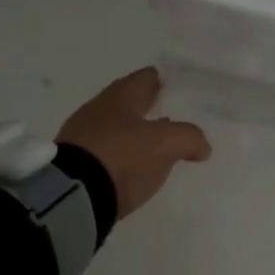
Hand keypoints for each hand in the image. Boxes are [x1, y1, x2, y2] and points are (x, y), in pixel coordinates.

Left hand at [58, 67, 210, 218]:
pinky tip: (138, 165)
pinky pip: (110, 152)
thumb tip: (202, 146)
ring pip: (119, 127)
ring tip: (161, 142)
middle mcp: (99, 110)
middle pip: (131, 102)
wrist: (73, 196)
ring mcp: (85, 137)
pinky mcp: (79, 164)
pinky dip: (126, 154)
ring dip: (138, 132)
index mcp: (119, 96)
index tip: (182, 86)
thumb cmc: (122, 157)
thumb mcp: (165, 143)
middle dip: (151, 107)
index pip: (146, 78)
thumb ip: (189, 138)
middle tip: (175, 114)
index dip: (165, 80)